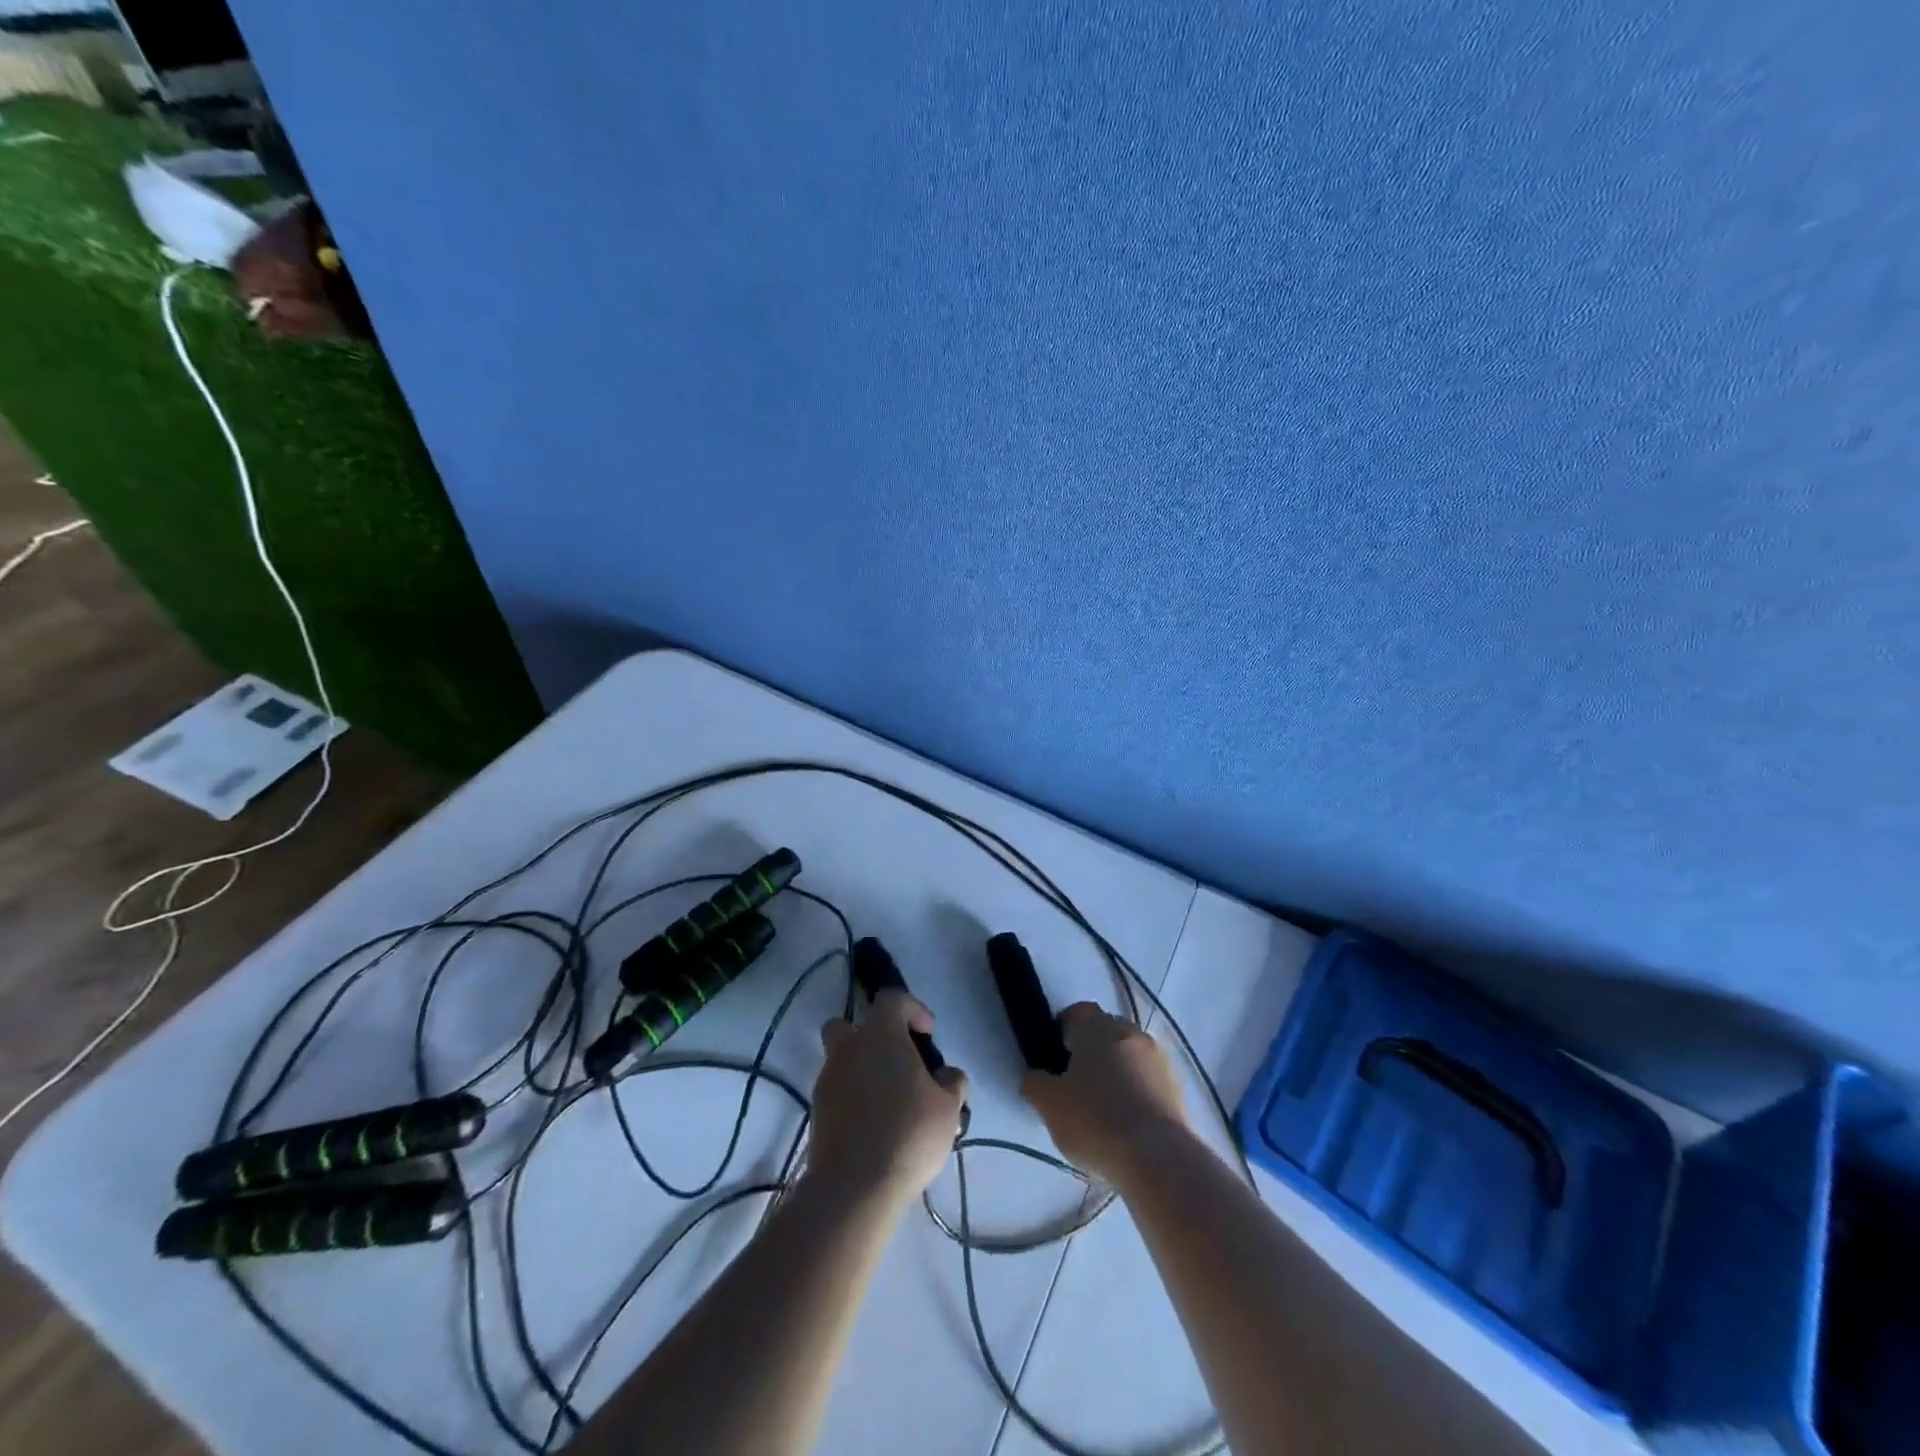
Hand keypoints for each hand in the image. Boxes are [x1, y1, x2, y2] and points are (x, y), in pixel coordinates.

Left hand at [808, 991, 968, 1205]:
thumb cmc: (908, 1133)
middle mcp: (848, 1048)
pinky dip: (854, 1099)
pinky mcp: (817, 1112)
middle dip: (871, 1036)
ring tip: (891, 1102)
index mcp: (880, 1034)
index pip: (892, 999)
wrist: (854, 1186)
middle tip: (897, 1061)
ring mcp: (827, 1080)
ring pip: (842, 1060)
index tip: (928, 1034)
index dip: (913, 1009)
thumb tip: (946, 1075)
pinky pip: (838, 1092)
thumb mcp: (948, 1107)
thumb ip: (952, 1082)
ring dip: (863, 1070)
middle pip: (850, 1025)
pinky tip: (875, 1126)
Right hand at [1020, 1003, 1187, 1184]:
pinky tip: (1127, 1123)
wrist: (1158, 1157)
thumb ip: (1035, 1083)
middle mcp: (1131, 1033)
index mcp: (1098, 1027)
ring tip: (1103, 1109)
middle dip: (1091, 1051)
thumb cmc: (1095, 1120)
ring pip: (1129, 1056)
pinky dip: (1136, 1093)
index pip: (1077, 1012)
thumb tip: (1037, 1077)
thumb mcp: (1049, 1104)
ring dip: (1116, 1072)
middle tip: (1075, 1084)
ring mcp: (1158, 1059)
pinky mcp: (1177, 1087)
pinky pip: (1148, 1080)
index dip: (1063, 1030)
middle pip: (1106, 1032)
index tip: (1054, 1056)